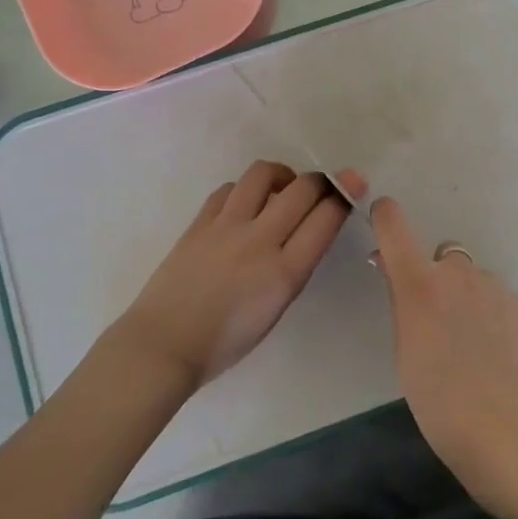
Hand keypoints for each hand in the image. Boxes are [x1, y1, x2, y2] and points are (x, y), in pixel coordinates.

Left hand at [108, 161, 349, 390]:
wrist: (165, 344)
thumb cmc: (225, 342)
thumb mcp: (276, 309)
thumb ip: (294, 267)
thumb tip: (307, 231)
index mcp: (285, 273)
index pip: (326, 218)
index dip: (345, 195)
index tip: (353, 185)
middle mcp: (260, 241)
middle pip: (302, 188)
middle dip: (321, 181)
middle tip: (322, 187)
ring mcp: (227, 226)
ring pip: (263, 174)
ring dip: (281, 175)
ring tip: (282, 188)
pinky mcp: (200, 222)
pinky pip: (229, 189)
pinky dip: (245, 190)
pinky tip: (245, 204)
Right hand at [369, 193, 517, 513]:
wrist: (511, 435)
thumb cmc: (441, 404)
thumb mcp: (405, 354)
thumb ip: (401, 304)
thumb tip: (394, 271)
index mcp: (421, 284)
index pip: (396, 226)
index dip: (386, 216)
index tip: (382, 216)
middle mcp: (459, 273)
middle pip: (440, 258)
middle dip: (434, 278)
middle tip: (435, 322)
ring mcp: (495, 287)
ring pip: (471, 278)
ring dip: (464, 296)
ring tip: (470, 345)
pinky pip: (495, 297)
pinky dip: (489, 313)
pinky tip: (494, 352)